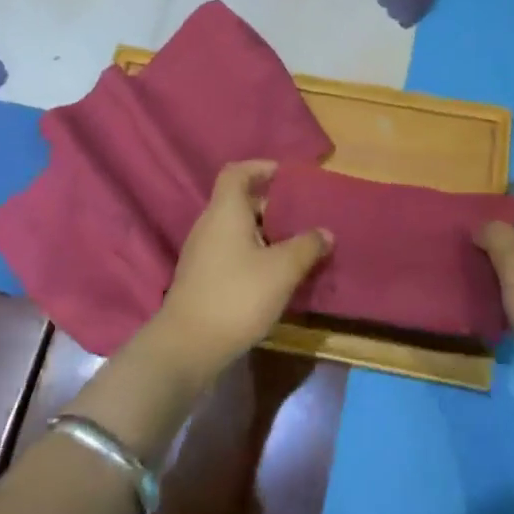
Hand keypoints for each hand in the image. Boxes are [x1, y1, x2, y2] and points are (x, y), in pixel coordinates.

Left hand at [151, 161, 331, 382]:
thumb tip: (325, 232)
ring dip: (263, 232)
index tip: (285, 174)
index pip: (237, 172)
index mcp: (225, 211)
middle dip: (270, 205)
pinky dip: (252, 253)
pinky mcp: (201, 278)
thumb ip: (306, 247)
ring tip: (293, 246)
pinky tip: (273, 275)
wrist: (188, 346)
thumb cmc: (237, 296)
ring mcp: (201, 253)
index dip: (260, 167)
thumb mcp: (281, 270)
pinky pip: (230, 251)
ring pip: (235, 229)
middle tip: (300, 215)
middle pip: (238, 201)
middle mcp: (209, 225)